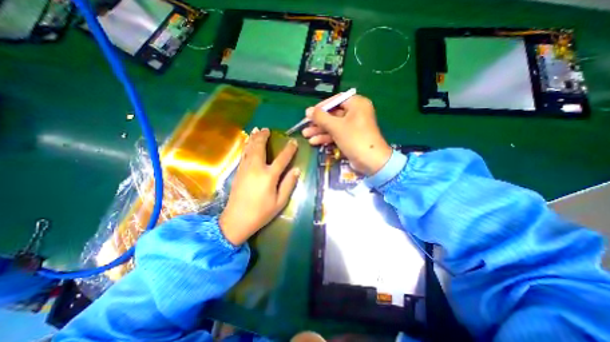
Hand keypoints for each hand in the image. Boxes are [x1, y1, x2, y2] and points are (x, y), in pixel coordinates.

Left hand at [222, 127, 301, 244]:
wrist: (236, 220)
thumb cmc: (261, 213)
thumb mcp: (280, 201)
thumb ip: (288, 184)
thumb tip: (296, 170)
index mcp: (269, 176)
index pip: (282, 158)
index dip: (289, 149)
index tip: (293, 142)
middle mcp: (256, 168)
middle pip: (260, 147)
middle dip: (263, 136)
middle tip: (267, 129)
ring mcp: (245, 169)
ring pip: (249, 148)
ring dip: (253, 138)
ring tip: (257, 130)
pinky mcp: (238, 172)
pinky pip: (243, 155)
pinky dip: (246, 146)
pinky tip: (247, 143)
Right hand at [301, 94, 389, 175]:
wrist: (370, 161)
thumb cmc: (354, 139)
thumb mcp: (336, 127)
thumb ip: (321, 117)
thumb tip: (308, 110)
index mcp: (356, 104)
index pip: (336, 100)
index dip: (321, 107)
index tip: (310, 113)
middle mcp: (356, 113)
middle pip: (333, 114)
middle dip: (318, 122)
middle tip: (305, 125)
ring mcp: (353, 126)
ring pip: (333, 125)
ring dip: (320, 130)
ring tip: (306, 135)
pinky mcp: (351, 137)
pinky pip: (337, 134)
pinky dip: (327, 137)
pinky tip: (314, 141)